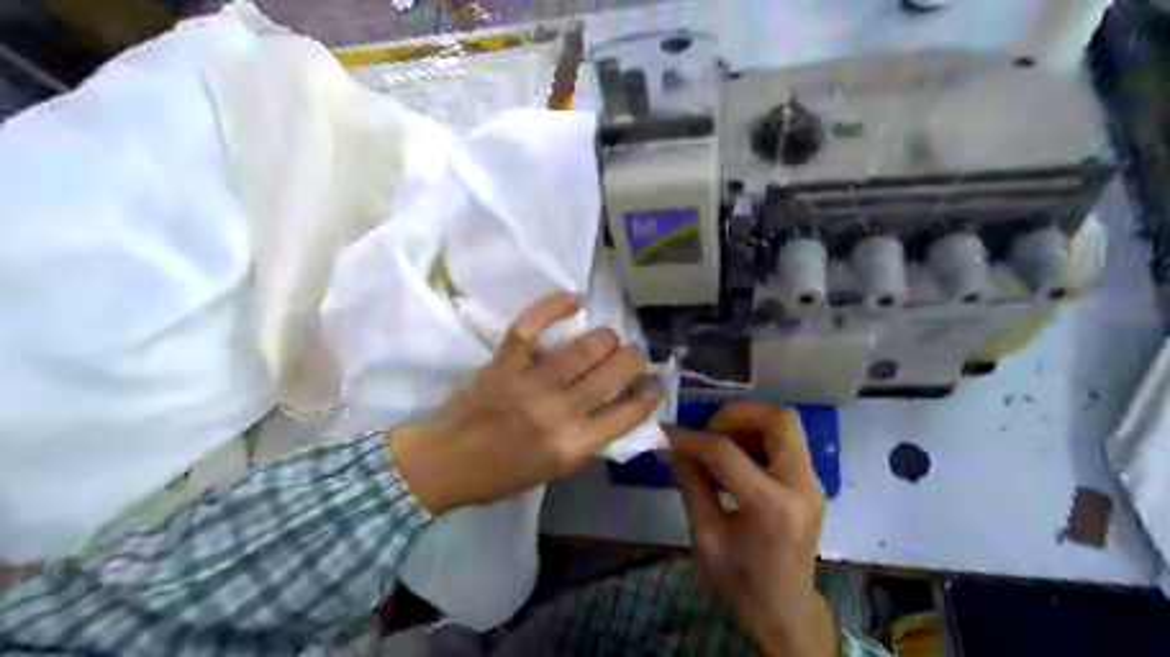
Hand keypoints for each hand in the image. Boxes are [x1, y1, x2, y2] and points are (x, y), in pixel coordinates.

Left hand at [388, 292, 661, 512]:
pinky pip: (531, 325)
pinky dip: (554, 305)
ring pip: (586, 345)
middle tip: (631, 358)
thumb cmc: (504, 474)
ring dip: (606, 337)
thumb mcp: (557, 468)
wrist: (446, 463)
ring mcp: (530, 383)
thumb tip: (619, 401)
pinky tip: (574, 300)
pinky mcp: (504, 362)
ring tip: (607, 341)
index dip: (651, 391)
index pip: (630, 411)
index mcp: (574, 445)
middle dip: (634, 358)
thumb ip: (590, 436)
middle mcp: (559, 411)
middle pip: (615, 369)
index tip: (654, 381)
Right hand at [663, 402, 835, 656]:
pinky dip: (758, 438)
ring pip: (785, 425)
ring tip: (718, 445)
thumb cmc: (741, 583)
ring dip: (748, 424)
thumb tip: (672, 446)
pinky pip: (786, 442)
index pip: (727, 452)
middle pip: (779, 419)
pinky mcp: (810, 483)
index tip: (665, 433)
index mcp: (772, 506)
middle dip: (737, 415)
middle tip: (708, 431)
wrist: (786, 613)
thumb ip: (691, 485)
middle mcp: (802, 486)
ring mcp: (812, 483)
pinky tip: (735, 460)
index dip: (691, 439)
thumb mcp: (706, 538)